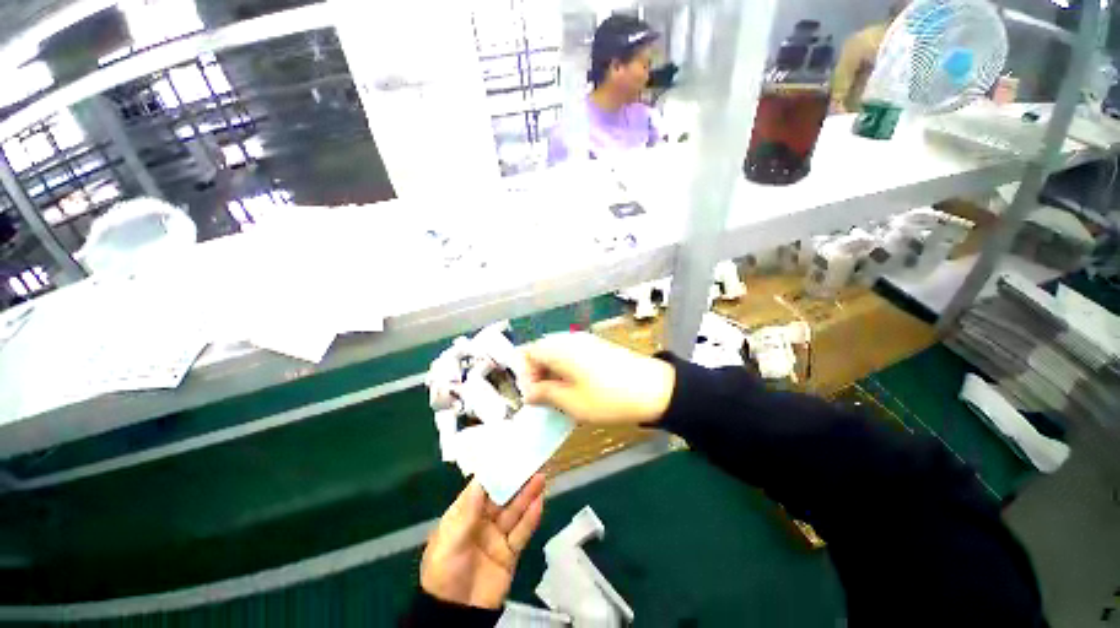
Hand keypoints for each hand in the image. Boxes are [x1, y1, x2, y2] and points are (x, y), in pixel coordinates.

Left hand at [420, 474, 545, 609]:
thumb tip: (481, 478)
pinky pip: (522, 532)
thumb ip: (469, 510)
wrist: (455, 616)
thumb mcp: (451, 540)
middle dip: (516, 480)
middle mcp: (483, 521)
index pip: (482, 487)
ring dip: (527, 495)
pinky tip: (540, 502)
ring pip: (515, 511)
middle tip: (532, 462)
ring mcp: (498, 536)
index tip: (509, 454)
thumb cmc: (444, 572)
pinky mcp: (510, 552)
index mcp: (464, 514)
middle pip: (502, 497)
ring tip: (541, 477)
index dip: (496, 471)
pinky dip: (531, 517)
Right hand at [521, 332, 675, 424]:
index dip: (524, 374)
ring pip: (556, 354)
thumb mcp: (571, 402)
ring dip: (552, 373)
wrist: (653, 388)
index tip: (533, 396)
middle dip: (537, 374)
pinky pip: (571, 354)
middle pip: (541, 351)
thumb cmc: (607, 398)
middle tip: (546, 399)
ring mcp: (584, 340)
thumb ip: (544, 394)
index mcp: (558, 348)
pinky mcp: (596, 345)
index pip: (526, 353)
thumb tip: (528, 393)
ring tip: (562, 396)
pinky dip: (566, 369)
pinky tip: (577, 386)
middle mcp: (568, 338)